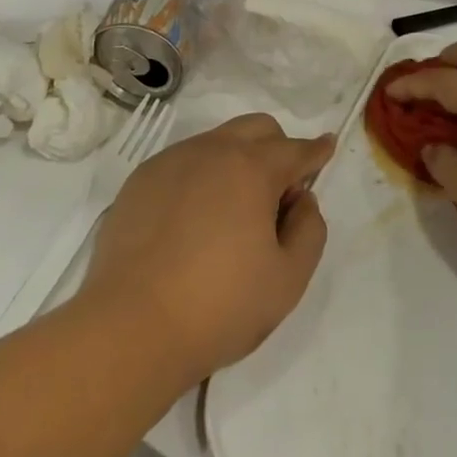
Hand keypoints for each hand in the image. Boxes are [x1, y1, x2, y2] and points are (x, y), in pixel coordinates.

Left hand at [82, 115, 332, 383]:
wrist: (130, 327)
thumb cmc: (219, 306)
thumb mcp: (288, 280)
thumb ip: (309, 230)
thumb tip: (301, 200)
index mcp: (251, 168)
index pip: (294, 149)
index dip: (316, 151)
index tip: (326, 147)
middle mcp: (211, 150)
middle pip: (256, 129)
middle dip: (277, 148)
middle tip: (279, 193)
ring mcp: (170, 161)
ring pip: (216, 142)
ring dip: (237, 161)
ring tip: (233, 212)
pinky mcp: (140, 180)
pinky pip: (182, 163)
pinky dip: (200, 177)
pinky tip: (193, 220)